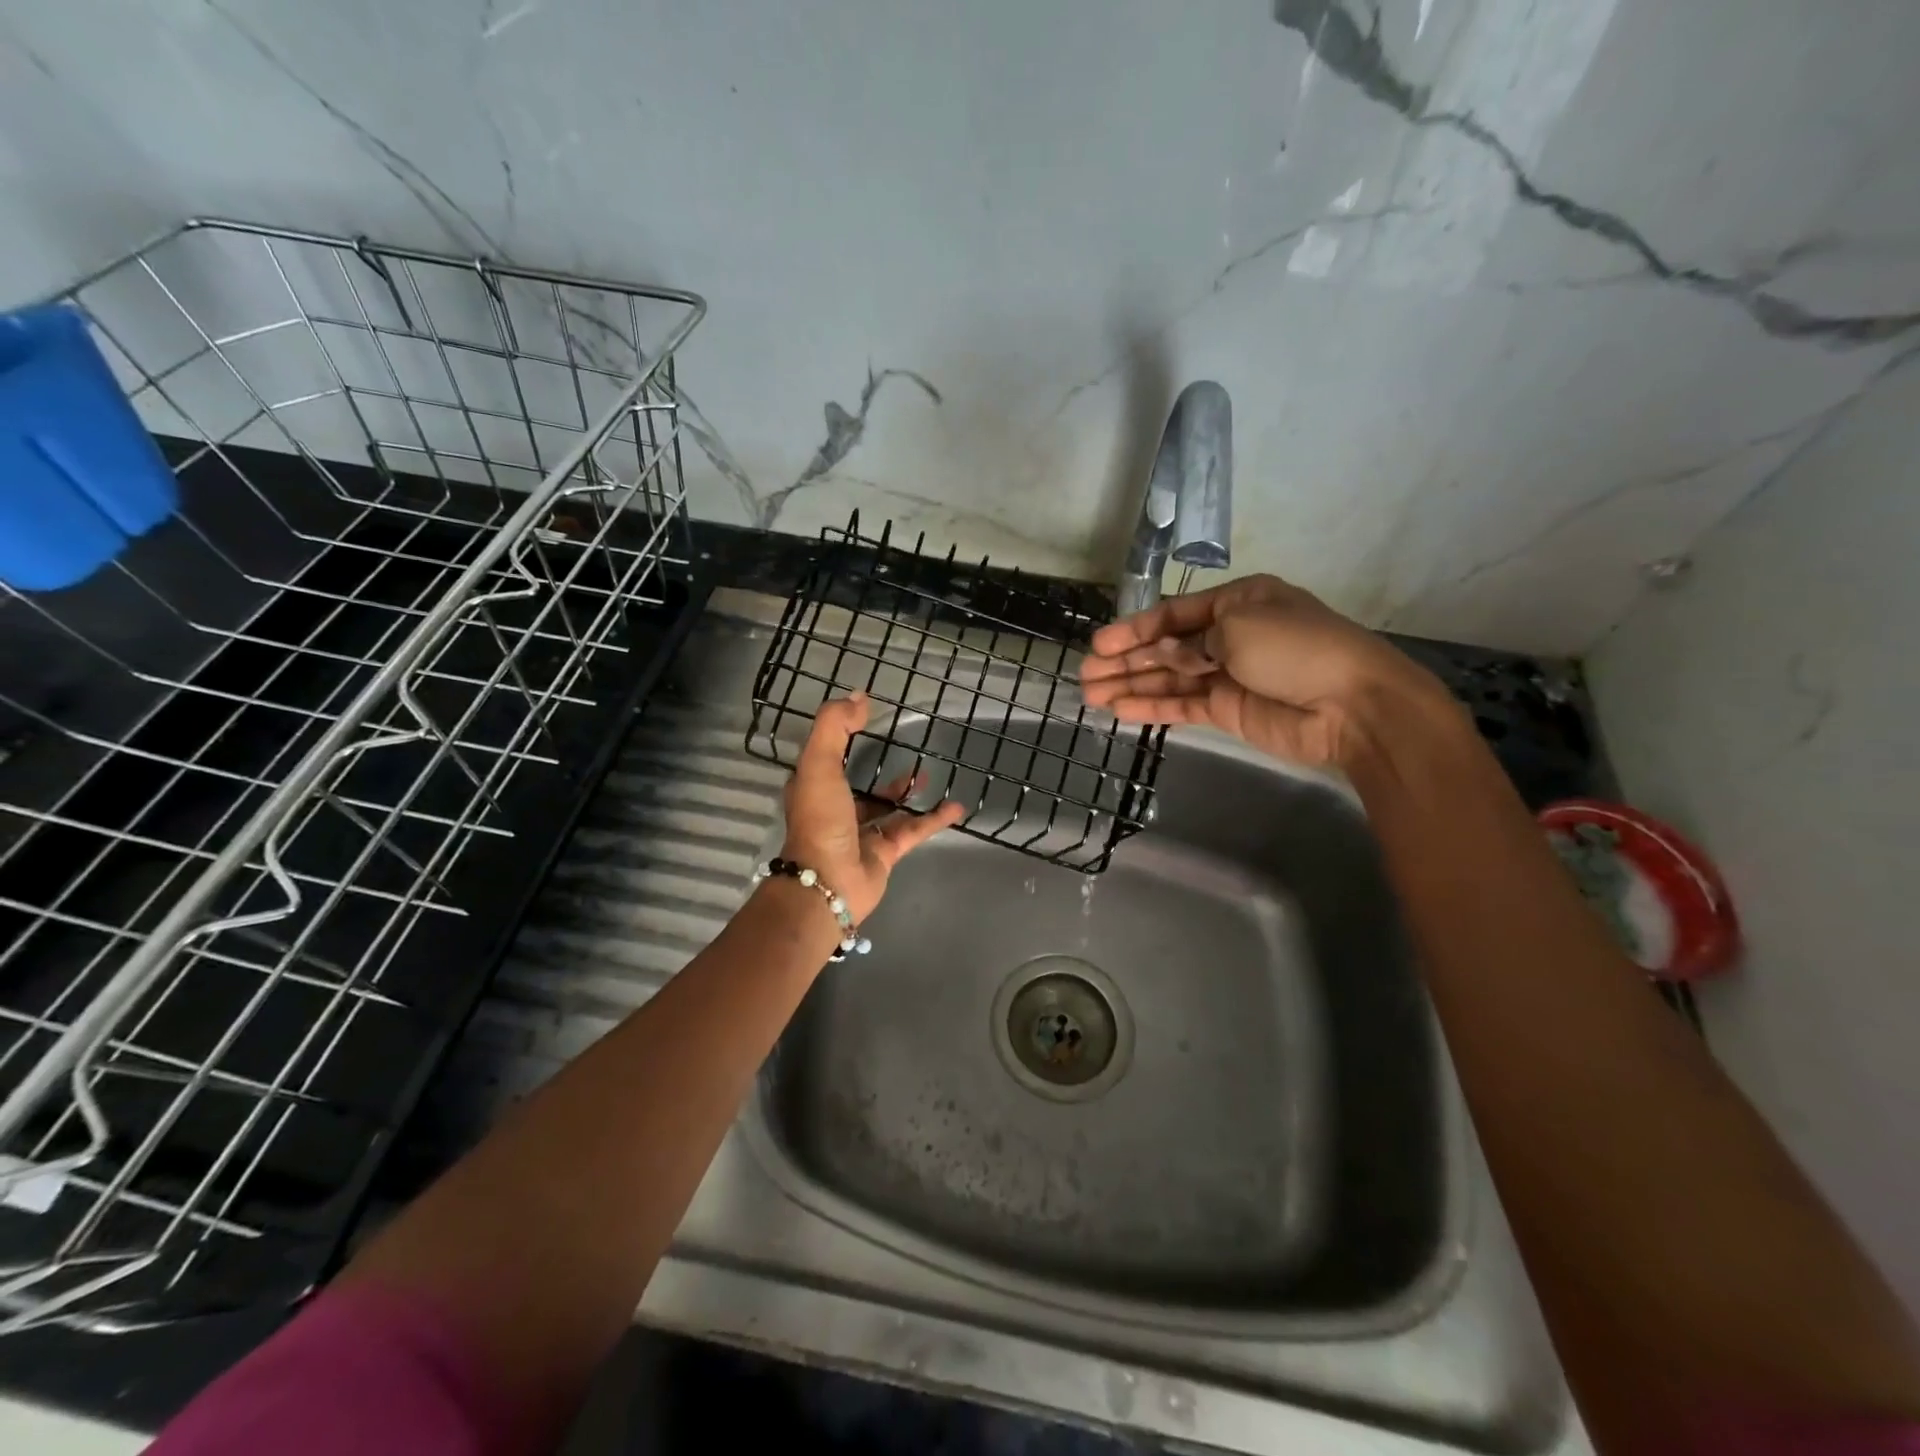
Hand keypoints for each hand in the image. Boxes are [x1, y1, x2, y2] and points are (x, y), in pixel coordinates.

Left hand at [779, 693, 964, 922]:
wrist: (829, 882)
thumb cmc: (820, 819)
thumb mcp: (819, 763)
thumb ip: (834, 727)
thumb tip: (859, 696)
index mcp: (814, 788)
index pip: (827, 758)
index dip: (841, 738)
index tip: (864, 718)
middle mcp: (836, 809)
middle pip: (859, 784)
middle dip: (878, 770)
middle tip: (902, 750)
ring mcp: (862, 833)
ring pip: (888, 808)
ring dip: (906, 792)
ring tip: (928, 775)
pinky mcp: (886, 852)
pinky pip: (913, 829)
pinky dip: (933, 819)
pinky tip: (955, 807)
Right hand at [1079, 574, 1454, 770]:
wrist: (1351, 704)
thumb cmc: (1297, 648)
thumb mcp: (1238, 628)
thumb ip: (1189, 643)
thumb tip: (1161, 654)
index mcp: (1236, 601)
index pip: (1173, 614)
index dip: (1134, 629)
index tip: (1099, 644)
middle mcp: (1228, 635)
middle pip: (1165, 647)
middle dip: (1125, 659)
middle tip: (1085, 673)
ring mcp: (1226, 674)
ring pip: (1168, 678)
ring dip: (1130, 684)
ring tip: (1090, 694)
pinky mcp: (1227, 709)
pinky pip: (1181, 705)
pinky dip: (1151, 706)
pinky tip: (1119, 709)